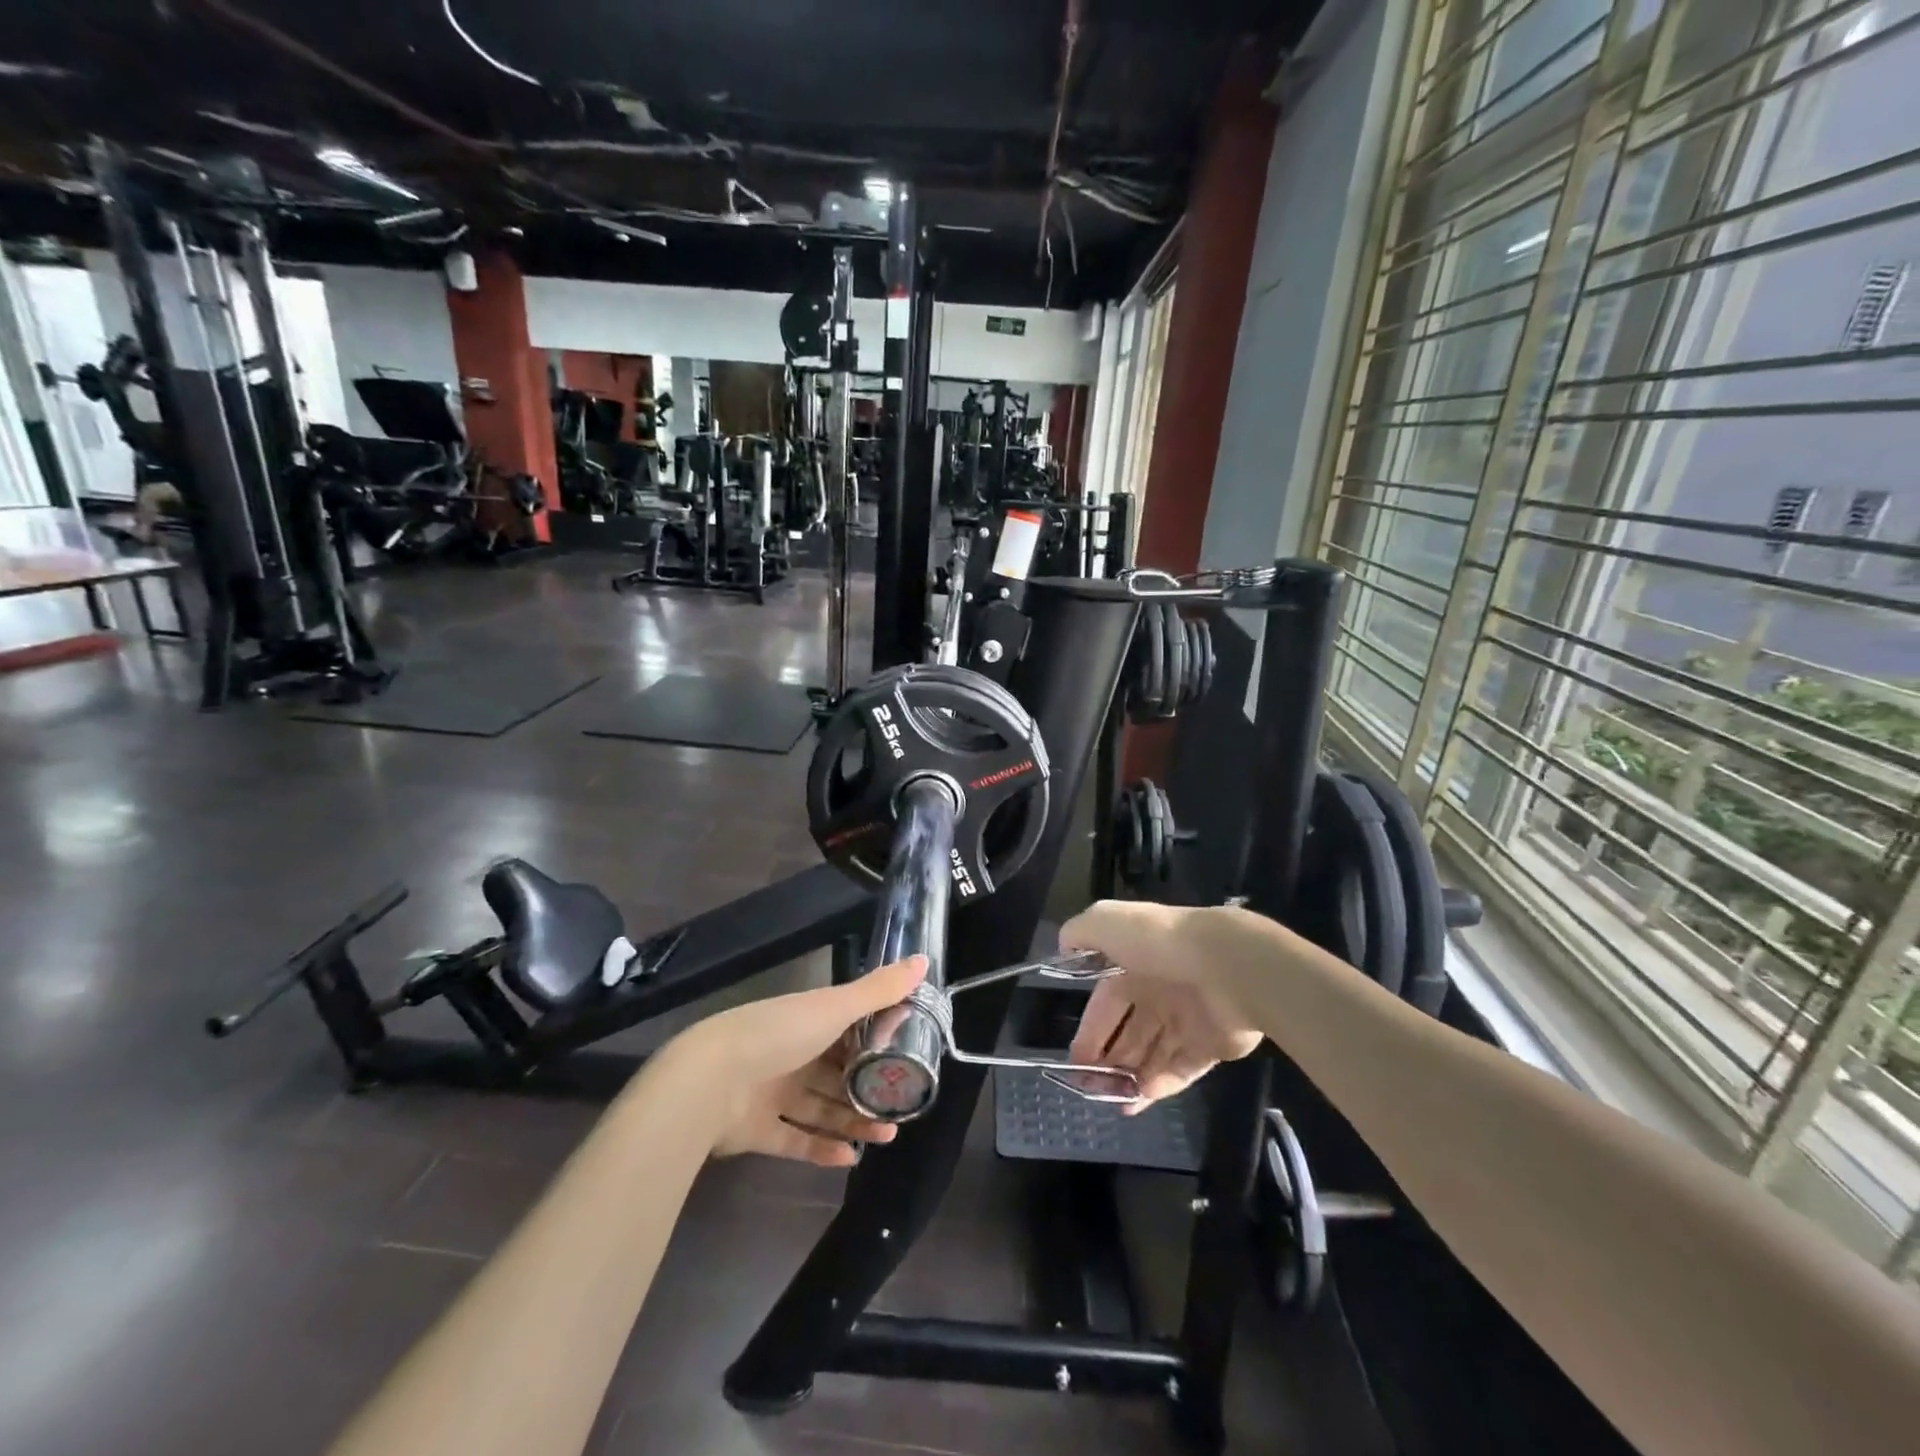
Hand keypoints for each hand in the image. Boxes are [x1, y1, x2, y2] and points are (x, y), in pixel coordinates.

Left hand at [671, 956, 927, 1166]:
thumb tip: (925, 959)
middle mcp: (791, 1053)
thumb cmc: (779, 1034)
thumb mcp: (835, 1007)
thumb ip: (879, 990)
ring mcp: (772, 1092)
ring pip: (821, 1108)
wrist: (709, 1082)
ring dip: (853, 1120)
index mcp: (807, 1021)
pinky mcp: (757, 1130)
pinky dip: (822, 1148)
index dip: (876, 1039)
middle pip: (836, 1072)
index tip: (906, 1053)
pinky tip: (851, 1157)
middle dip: (868, 1087)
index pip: (847, 1029)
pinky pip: (795, 1139)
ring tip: (888, 1134)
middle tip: (900, 1102)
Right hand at [1061, 901, 1261, 1111]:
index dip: (1090, 1029)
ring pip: (1152, 1053)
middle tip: (1089, 1085)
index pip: (1106, 1002)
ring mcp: (1188, 1019)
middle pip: (1129, 1032)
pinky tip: (1140, 1096)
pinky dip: (1161, 1083)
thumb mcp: (1106, 921)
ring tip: (1111, 1098)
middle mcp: (1160, 991)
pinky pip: (1181, 1068)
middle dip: (1108, 1058)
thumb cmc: (1159, 943)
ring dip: (1130, 1076)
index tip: (1075, 1058)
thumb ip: (1080, 931)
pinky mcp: (1212, 1044)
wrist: (1226, 965)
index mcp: (1135, 964)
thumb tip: (1065, 947)